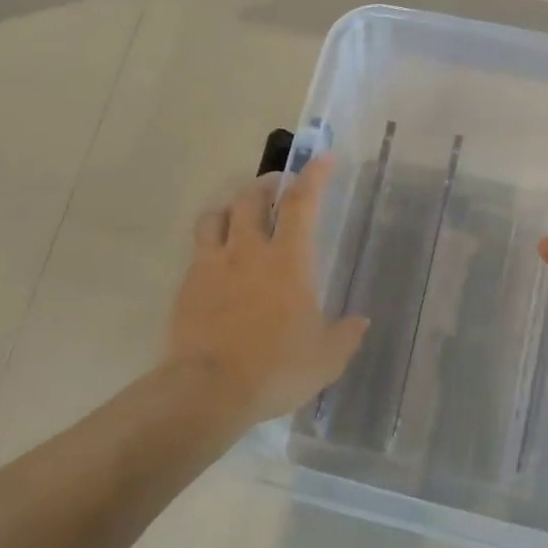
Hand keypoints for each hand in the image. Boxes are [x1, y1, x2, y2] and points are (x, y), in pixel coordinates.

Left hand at [166, 156, 369, 425]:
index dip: (314, 176)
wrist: (209, 390)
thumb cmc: (276, 369)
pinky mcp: (187, 285)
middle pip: (251, 198)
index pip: (301, 203)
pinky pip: (198, 249)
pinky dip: (211, 242)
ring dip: (231, 207)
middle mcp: (248, 251)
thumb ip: (346, 335)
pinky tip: (217, 261)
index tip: (322, 158)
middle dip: (266, 185)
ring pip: (216, 216)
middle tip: (277, 188)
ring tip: (240, 215)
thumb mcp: (325, 359)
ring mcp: (212, 265)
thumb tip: (360, 322)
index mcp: (288, 261)